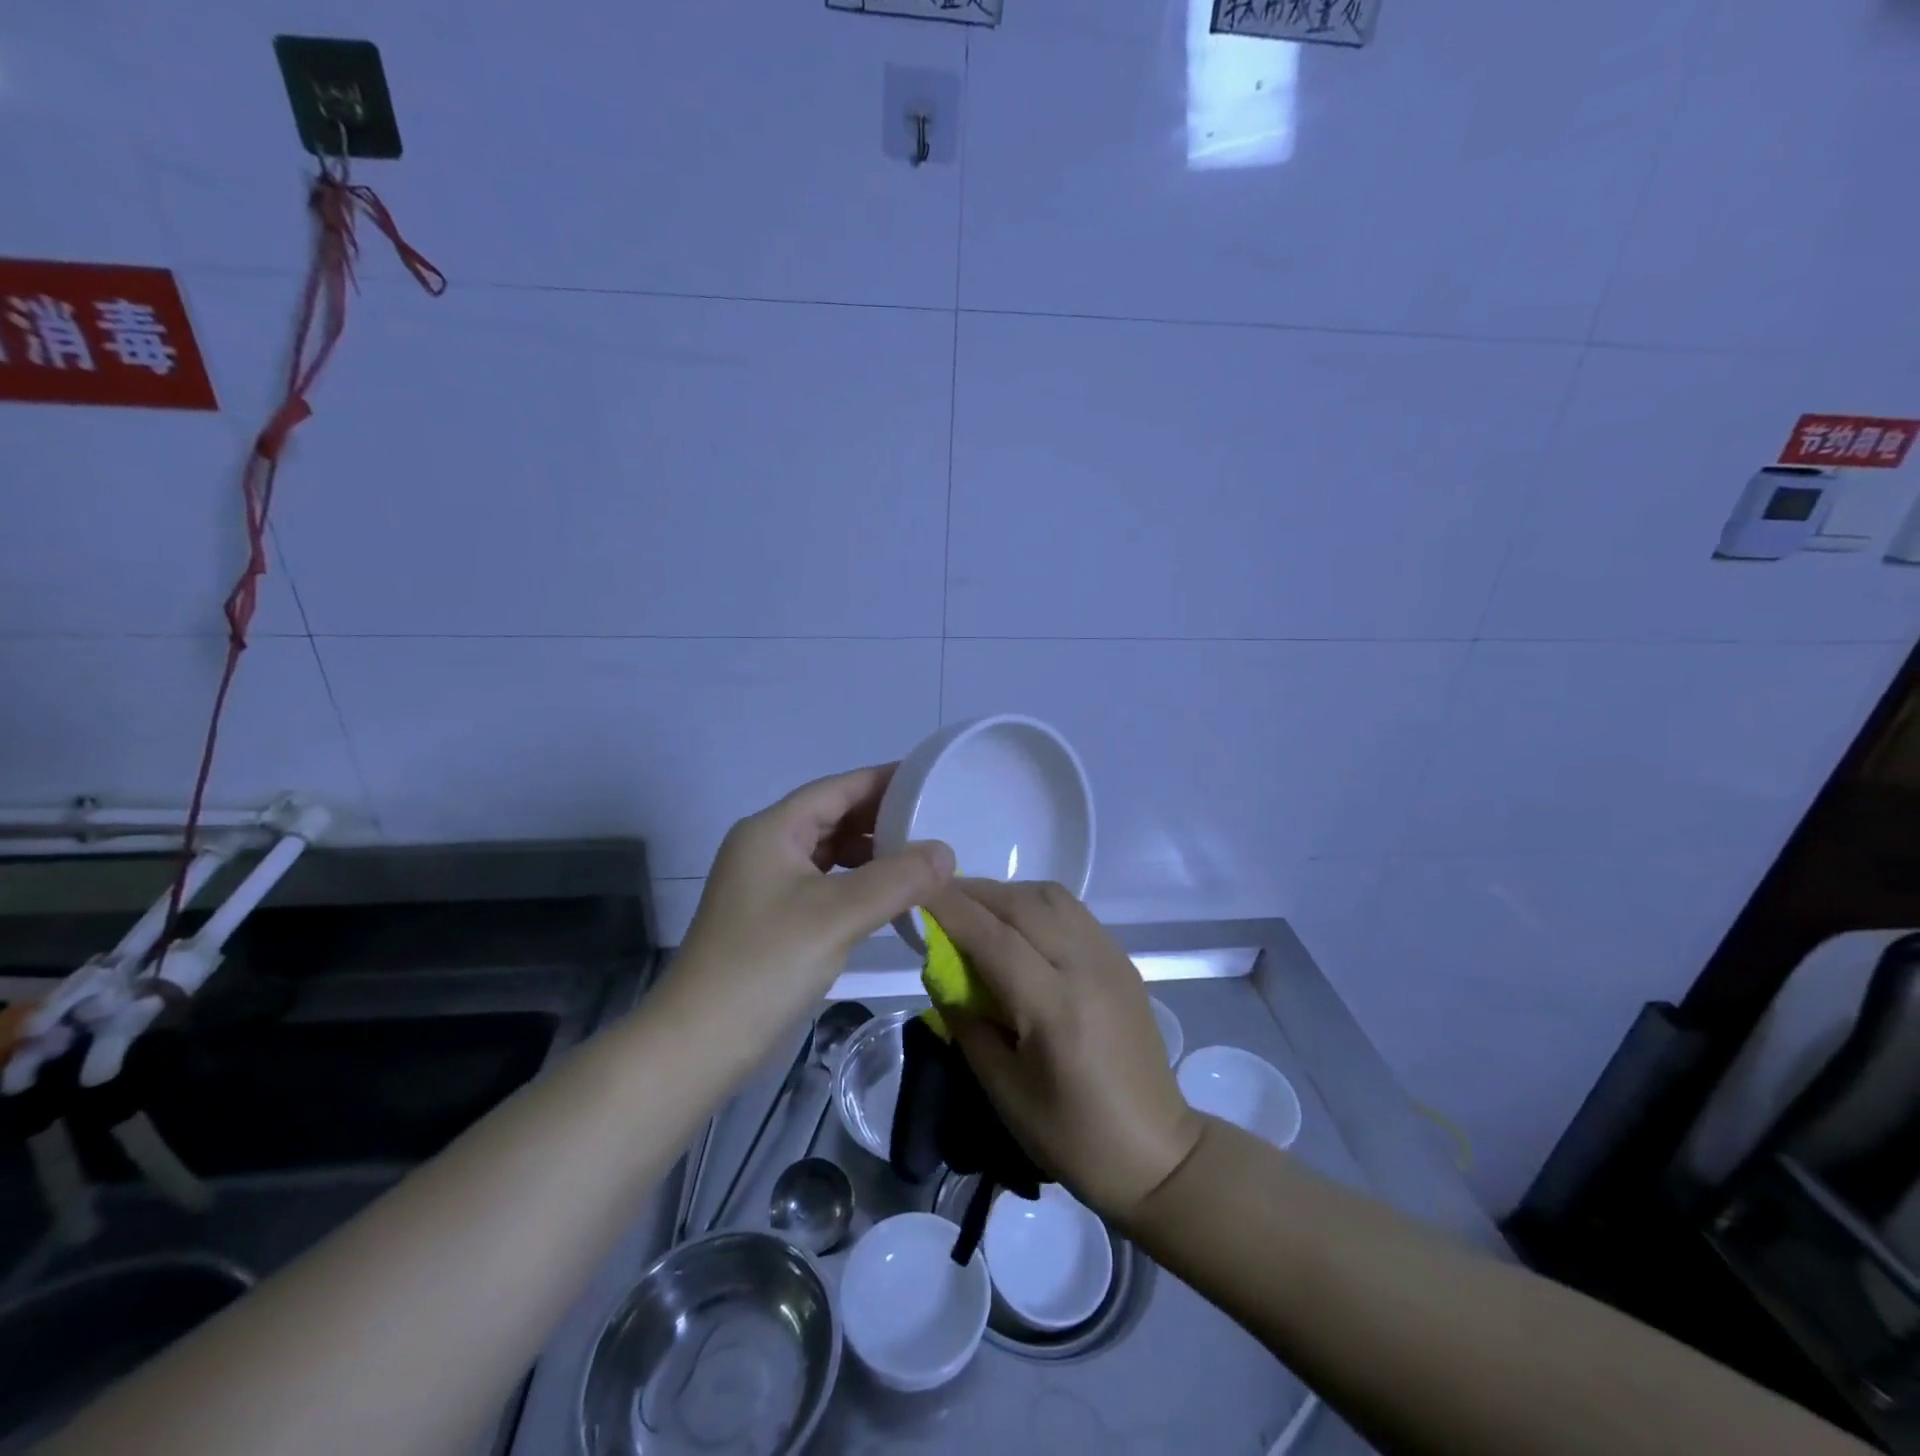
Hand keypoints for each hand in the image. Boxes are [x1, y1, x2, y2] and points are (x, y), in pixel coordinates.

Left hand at [666, 765, 953, 1055]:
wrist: (697, 1044)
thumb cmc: (765, 965)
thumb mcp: (838, 915)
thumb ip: (897, 879)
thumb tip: (946, 851)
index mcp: (772, 830)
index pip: (837, 788)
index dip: (885, 780)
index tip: (931, 781)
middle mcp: (766, 847)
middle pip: (833, 817)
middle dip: (882, 819)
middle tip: (936, 823)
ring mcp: (766, 884)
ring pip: (829, 853)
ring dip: (872, 853)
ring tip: (920, 860)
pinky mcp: (772, 917)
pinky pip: (824, 883)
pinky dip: (857, 884)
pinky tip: (888, 898)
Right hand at [923, 879, 1202, 1223]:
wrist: (1155, 1153)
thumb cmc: (1071, 1136)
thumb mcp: (1003, 1090)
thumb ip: (967, 1022)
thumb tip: (940, 971)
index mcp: (1055, 1007)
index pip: (993, 938)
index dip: (951, 908)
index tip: (916, 888)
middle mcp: (1086, 967)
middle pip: (1023, 904)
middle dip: (974, 892)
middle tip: (937, 894)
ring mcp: (1110, 958)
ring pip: (1052, 897)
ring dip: (1008, 893)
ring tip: (976, 907)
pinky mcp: (1122, 961)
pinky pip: (1073, 911)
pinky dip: (1037, 904)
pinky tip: (1019, 923)